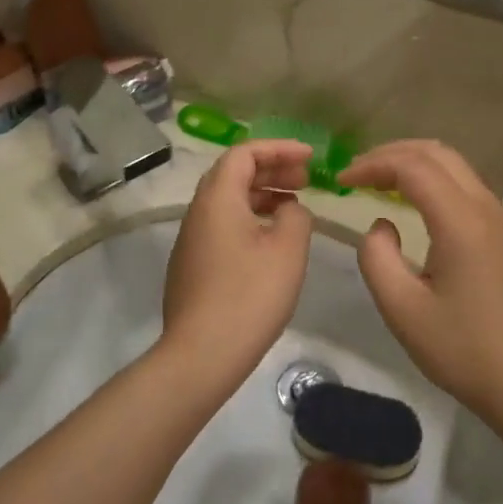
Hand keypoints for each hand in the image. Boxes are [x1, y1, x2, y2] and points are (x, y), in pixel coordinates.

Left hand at [161, 140, 314, 383]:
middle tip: (307, 179)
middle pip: (233, 173)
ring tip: (295, 206)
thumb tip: (289, 209)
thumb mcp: (287, 250)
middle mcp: (198, 212)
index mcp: (217, 198)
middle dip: (272, 169)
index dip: (279, 149)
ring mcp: (191, 240)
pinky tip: (272, 240)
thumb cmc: (249, 296)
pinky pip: (223, 225)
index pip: (244, 153)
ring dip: (262, 195)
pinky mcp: (192, 265)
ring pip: (228, 201)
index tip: (311, 157)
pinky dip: (250, 218)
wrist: (202, 354)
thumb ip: (296, 216)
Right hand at [339, 141, 502, 411]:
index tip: (341, 181)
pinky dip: (435, 183)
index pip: (412, 166)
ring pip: (457, 168)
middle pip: (438, 153)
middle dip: (393, 153)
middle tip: (358, 171)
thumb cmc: (464, 351)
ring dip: (415, 165)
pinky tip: (415, 206)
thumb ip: (377, 257)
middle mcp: (487, 209)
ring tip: (379, 183)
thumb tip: (381, 224)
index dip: (372, 164)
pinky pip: (468, 189)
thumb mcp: (403, 310)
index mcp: (462, 222)